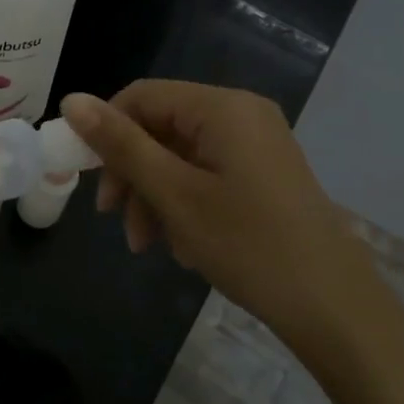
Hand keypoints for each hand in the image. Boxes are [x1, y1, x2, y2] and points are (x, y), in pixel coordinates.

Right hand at [60, 81, 399, 366]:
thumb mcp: (173, 193)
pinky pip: (205, 174)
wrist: (332, 307)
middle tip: (115, 221)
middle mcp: (241, 114)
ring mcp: (256, 145)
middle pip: (160, 127)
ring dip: (153, 197)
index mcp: (222, 107)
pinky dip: (183, 204)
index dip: (106, 132)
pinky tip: (182, 246)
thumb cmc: (247, 244)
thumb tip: (71, 99)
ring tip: (148, 245)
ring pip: (179, 156)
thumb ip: (121, 145)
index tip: (90, 181)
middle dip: (132, 174)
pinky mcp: (263, 174)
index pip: (141, 97)